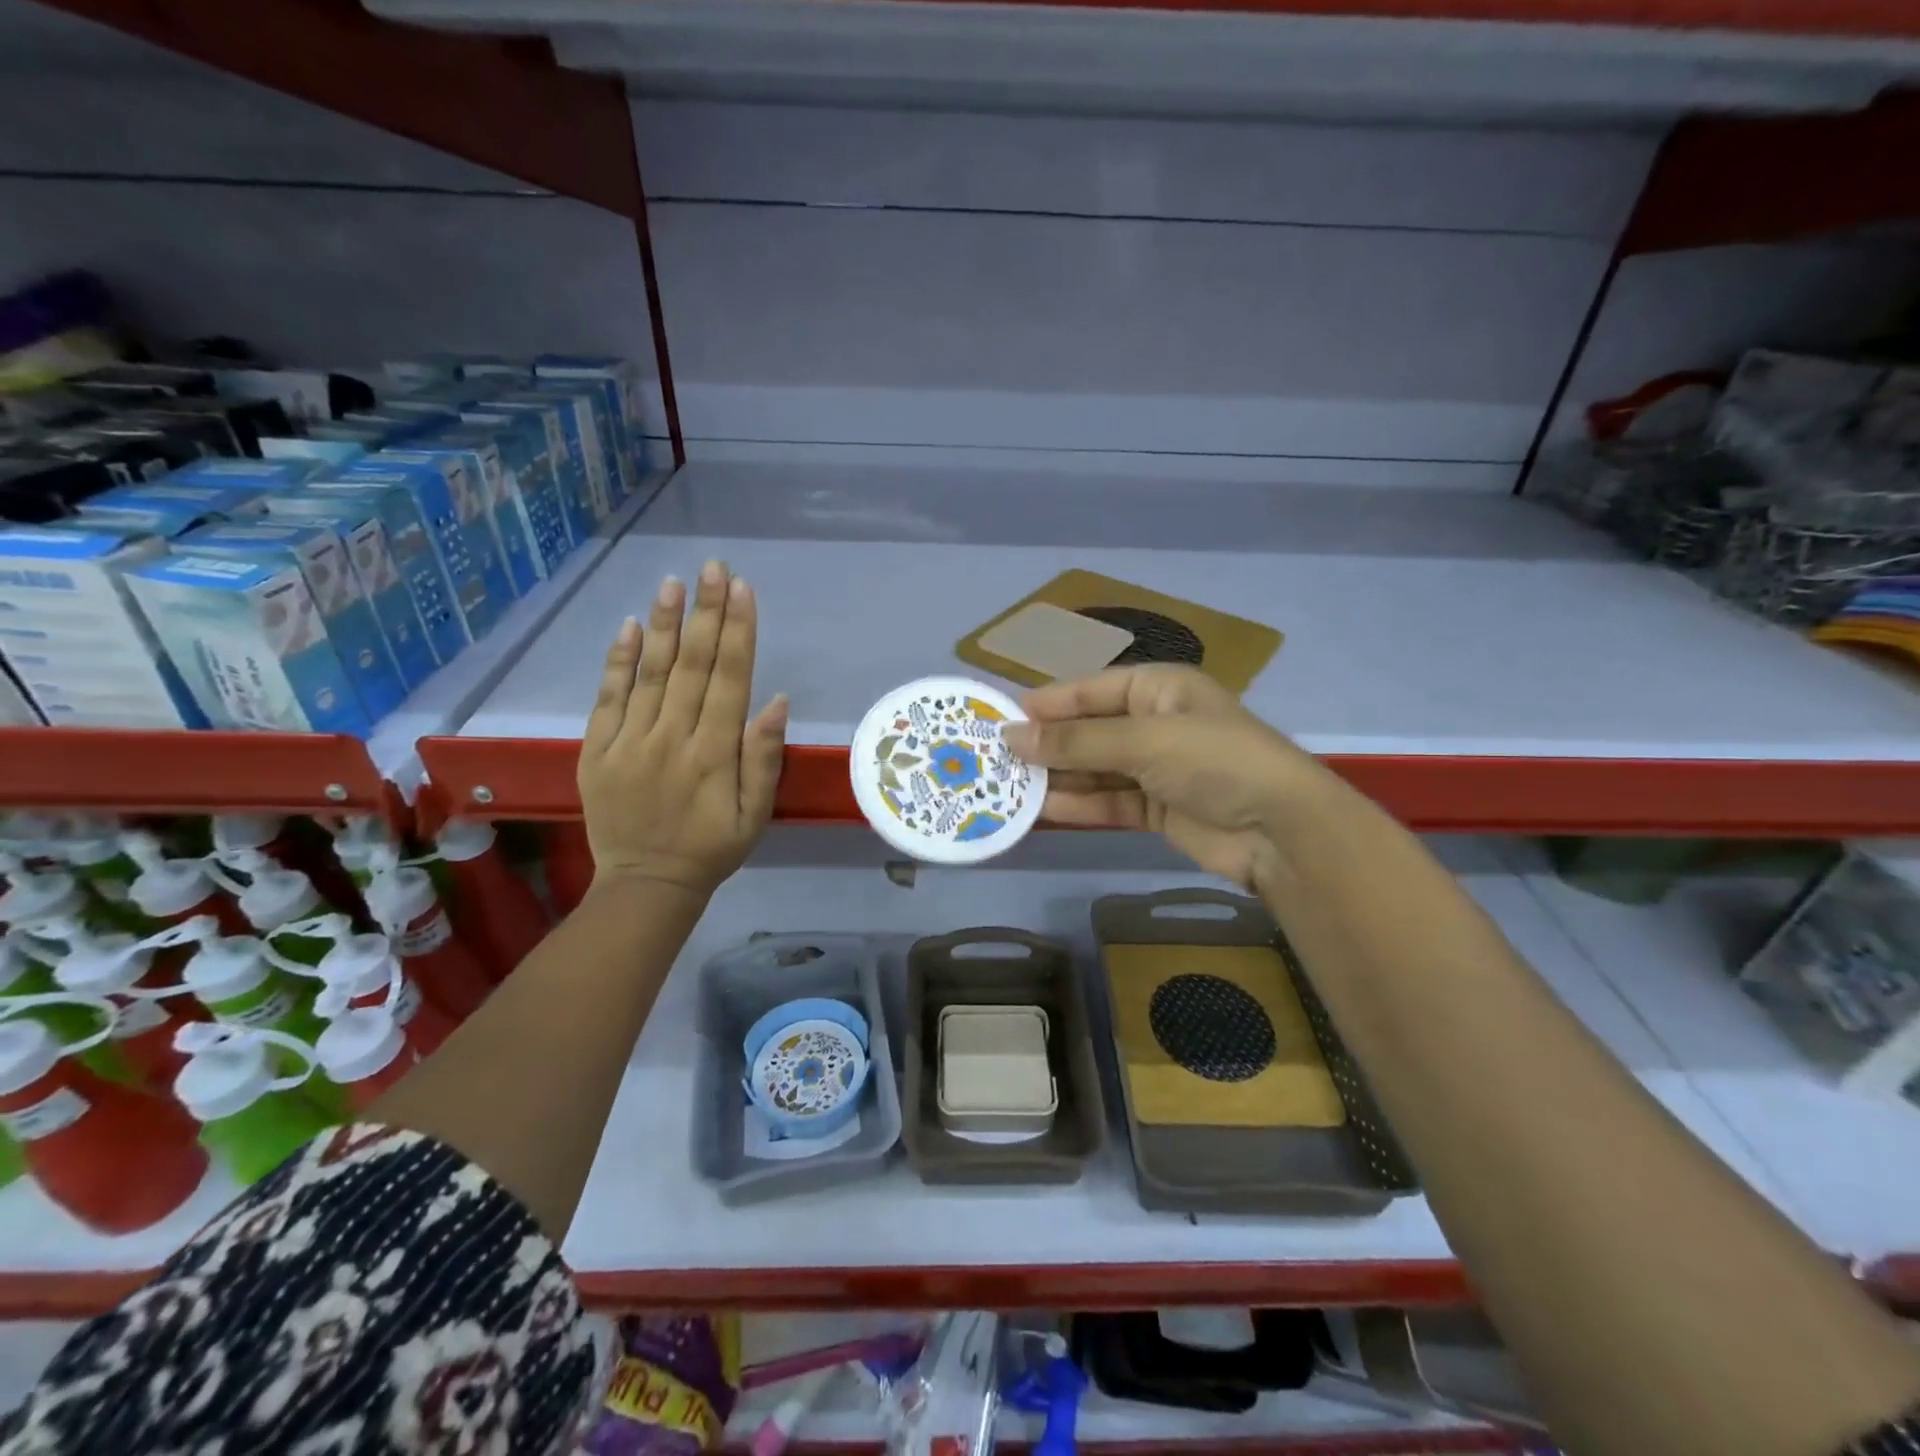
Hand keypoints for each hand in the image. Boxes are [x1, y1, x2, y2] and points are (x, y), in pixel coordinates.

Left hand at [577, 561, 787, 899]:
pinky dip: (617, 661)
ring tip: (673, 583)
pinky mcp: (597, 750)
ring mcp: (629, 742)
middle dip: (706, 612)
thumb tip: (775, 700)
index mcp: (714, 753)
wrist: (646, 885)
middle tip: (713, 568)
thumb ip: (763, 758)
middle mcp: (672, 738)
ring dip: (664, 624)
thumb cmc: (712, 849)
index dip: (738, 631)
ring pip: (649, 672)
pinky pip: (607, 698)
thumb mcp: (755, 814)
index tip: (743, 590)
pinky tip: (629, 627)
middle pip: (692, 665)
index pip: (729, 679)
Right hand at [1001, 665, 1331, 889]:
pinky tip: (1043, 810)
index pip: (1091, 689)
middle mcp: (1155, 723)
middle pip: (1089, 731)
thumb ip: (1075, 741)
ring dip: (1058, 777)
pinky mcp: (1157, 810)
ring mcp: (1157, 769)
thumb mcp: (1142, 741)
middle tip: (996, 759)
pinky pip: (1108, 802)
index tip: (1002, 718)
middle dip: (1048, 744)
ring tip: (1007, 786)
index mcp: (1159, 689)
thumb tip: (1011, 736)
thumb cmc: (1214, 761)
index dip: (1048, 703)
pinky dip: (1079, 805)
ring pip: (1095, 769)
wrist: (1280, 831)